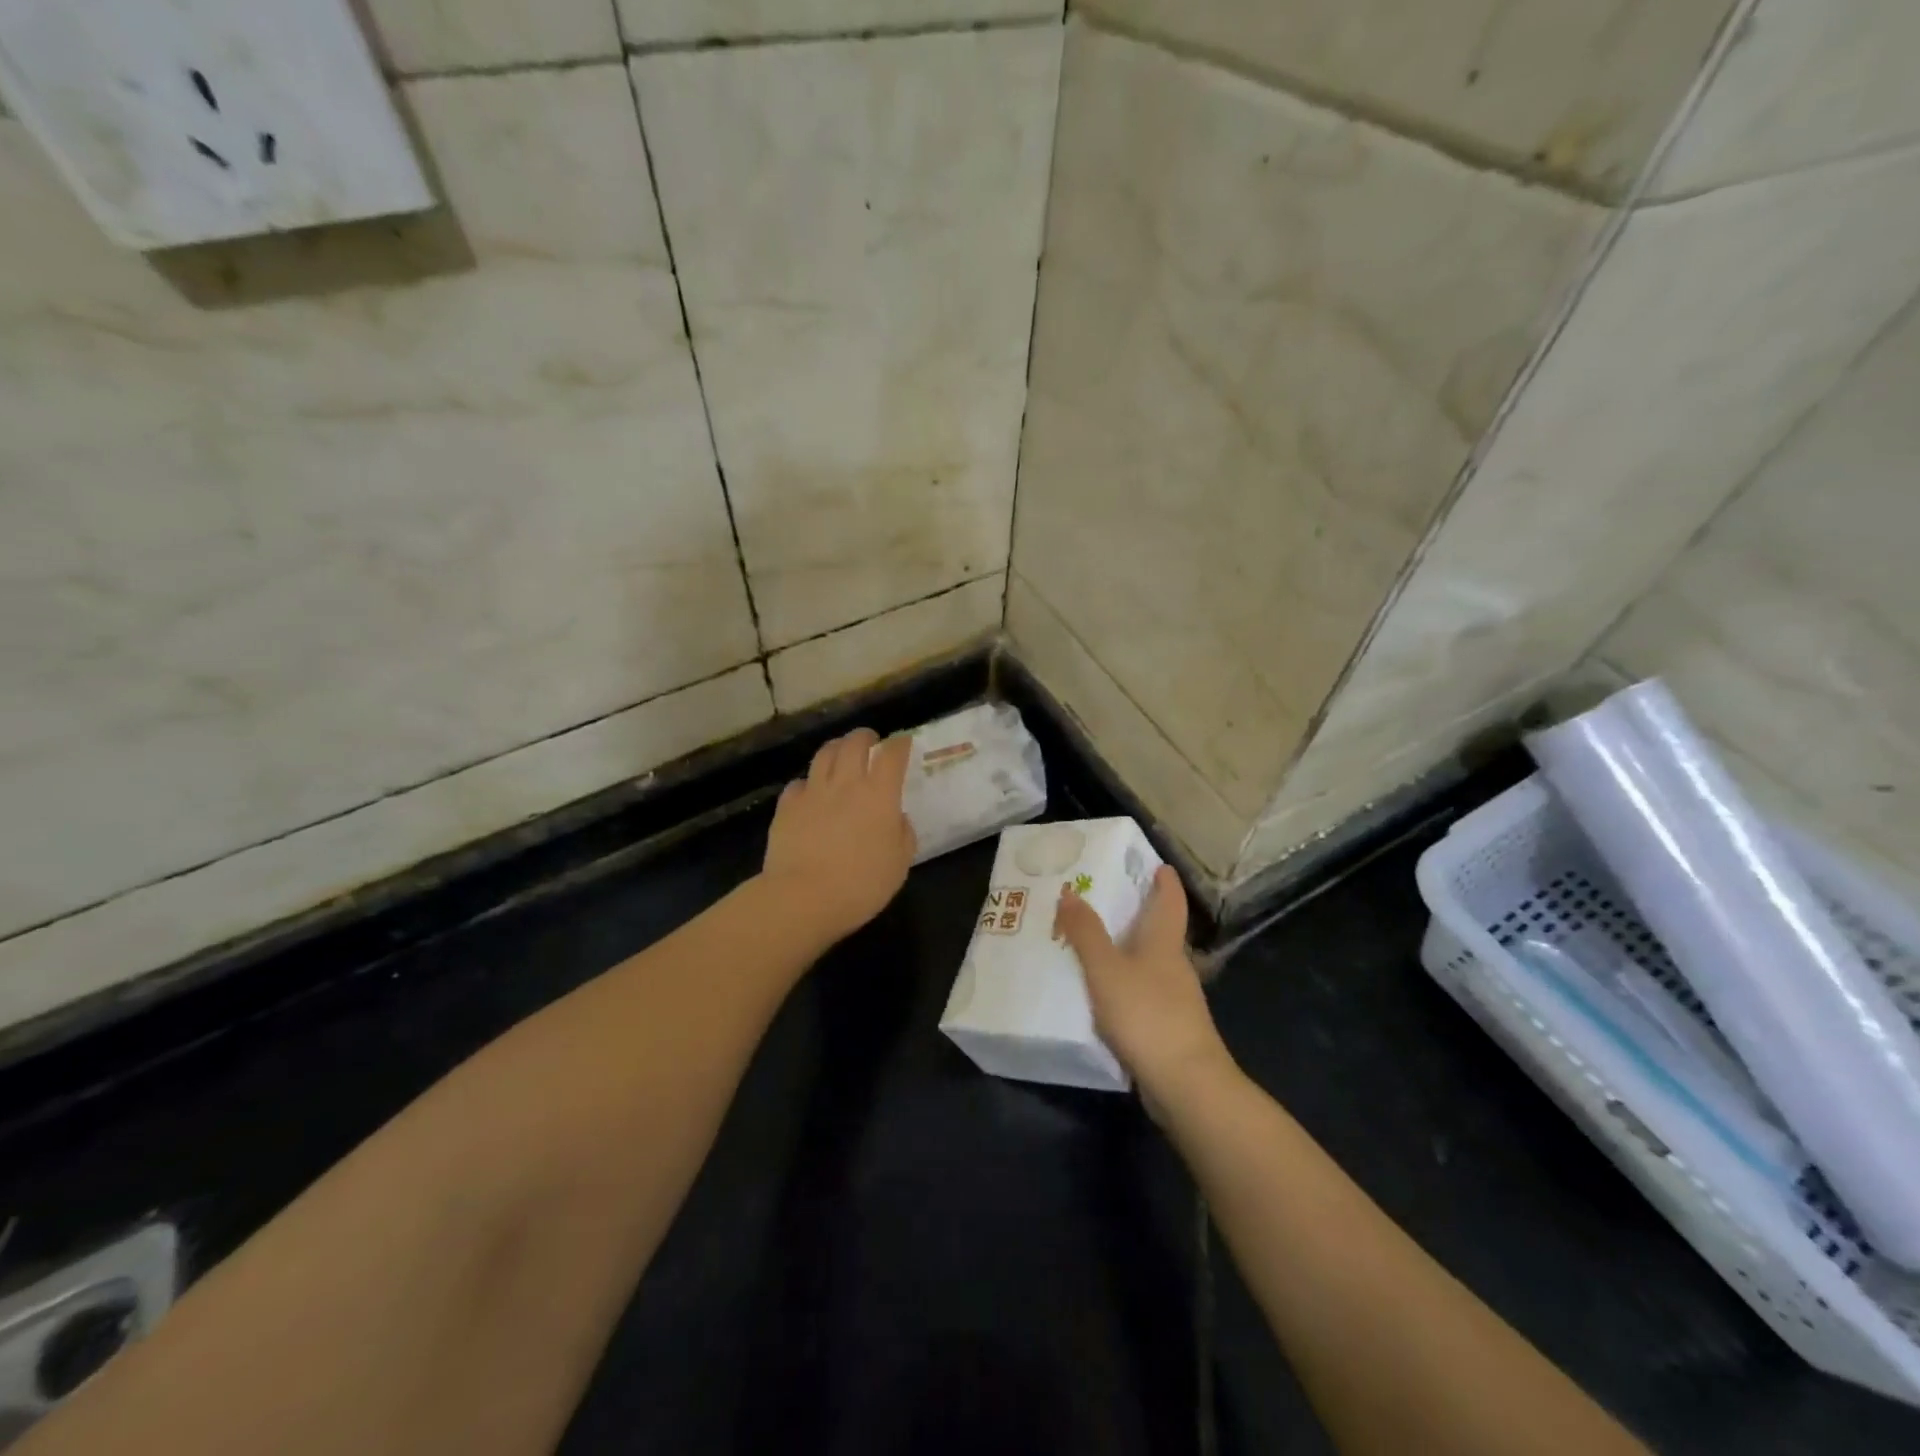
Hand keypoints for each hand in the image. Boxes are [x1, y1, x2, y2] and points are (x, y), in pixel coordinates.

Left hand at [761, 728, 916, 943]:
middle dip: (865, 737)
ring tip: (841, 753)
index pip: (892, 755)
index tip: (904, 743)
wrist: (803, 898)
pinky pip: (799, 784)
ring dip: (836, 748)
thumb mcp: (899, 864)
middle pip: (854, 743)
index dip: (900, 745)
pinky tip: (810, 792)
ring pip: (824, 754)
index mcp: (879, 795)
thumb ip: (903, 834)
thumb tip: (896, 818)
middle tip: (870, 741)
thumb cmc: (861, 885)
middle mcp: (846, 784)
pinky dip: (808, 783)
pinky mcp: (787, 806)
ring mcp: (813, 792)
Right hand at [1055, 866, 1234, 1114]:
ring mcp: (1175, 1000)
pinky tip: (1105, 993)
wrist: (1186, 1084)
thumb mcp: (1106, 970)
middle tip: (1106, 899)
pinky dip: (1127, 983)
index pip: (1170, 902)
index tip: (1158, 865)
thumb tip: (1069, 892)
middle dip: (1140, 913)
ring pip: (1152, 963)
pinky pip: (1144, 992)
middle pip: (1161, 931)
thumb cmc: (1147, 1015)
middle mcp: (1174, 966)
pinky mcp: (1169, 1028)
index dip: (1165, 882)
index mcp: (1164, 943)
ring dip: (1130, 950)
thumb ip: (1086, 933)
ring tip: (1096, 944)